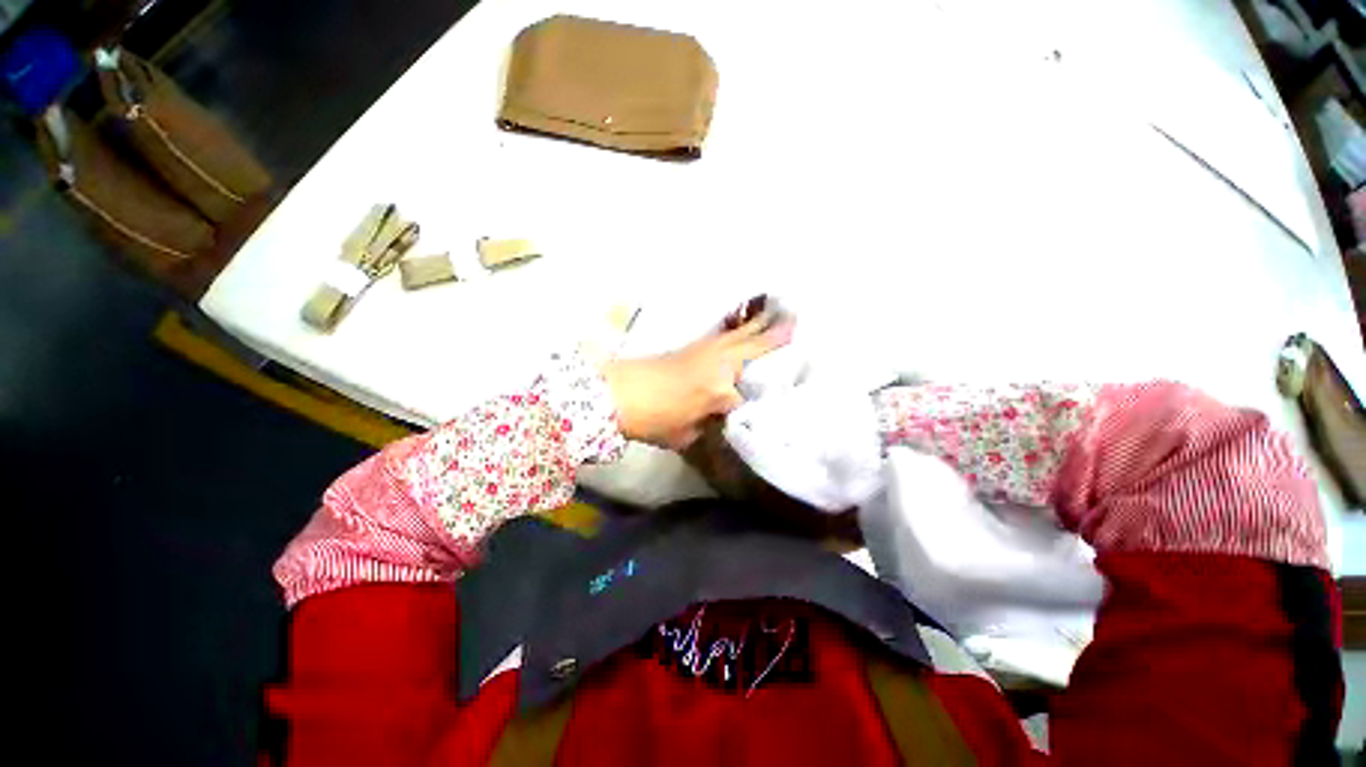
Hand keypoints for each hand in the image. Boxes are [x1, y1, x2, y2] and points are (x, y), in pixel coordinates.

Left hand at [602, 318, 792, 448]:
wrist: (618, 393)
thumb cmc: (654, 418)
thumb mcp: (687, 433)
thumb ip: (710, 422)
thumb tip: (723, 411)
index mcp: (719, 389)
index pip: (748, 394)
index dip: (761, 396)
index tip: (779, 393)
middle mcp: (718, 364)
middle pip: (751, 347)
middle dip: (774, 336)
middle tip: (796, 320)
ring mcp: (704, 351)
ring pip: (738, 336)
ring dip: (757, 326)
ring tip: (776, 313)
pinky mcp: (692, 346)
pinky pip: (724, 335)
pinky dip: (737, 329)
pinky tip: (741, 327)